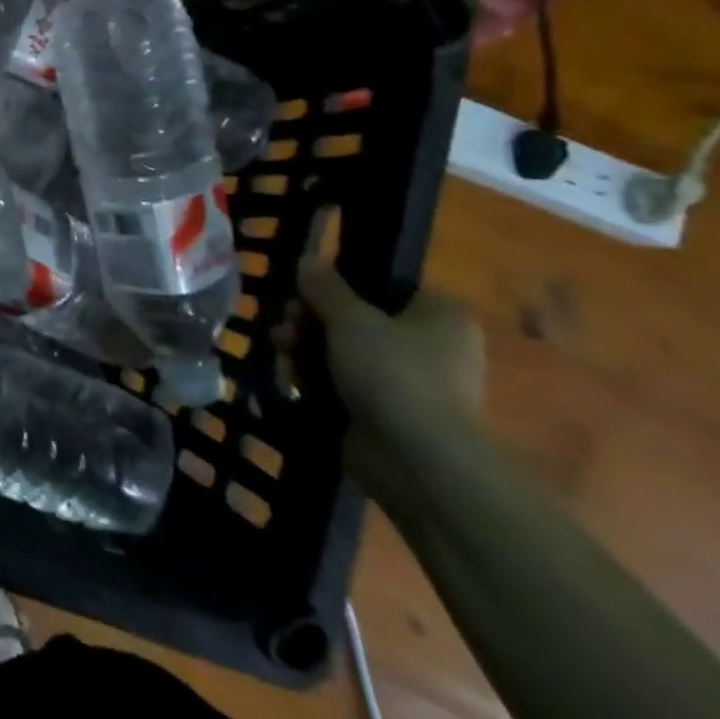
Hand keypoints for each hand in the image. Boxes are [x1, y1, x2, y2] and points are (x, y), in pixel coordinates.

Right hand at [298, 259, 484, 493]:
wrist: (417, 460)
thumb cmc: (393, 372)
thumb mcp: (350, 317)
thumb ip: (324, 286)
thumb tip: (307, 258)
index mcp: (440, 314)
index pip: (383, 285)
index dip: (338, 285)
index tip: (303, 290)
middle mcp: (432, 346)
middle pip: (357, 319)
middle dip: (311, 319)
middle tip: (284, 321)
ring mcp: (411, 383)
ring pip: (345, 353)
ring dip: (307, 347)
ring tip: (279, 349)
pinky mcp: (388, 415)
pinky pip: (345, 385)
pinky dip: (317, 380)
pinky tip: (291, 378)